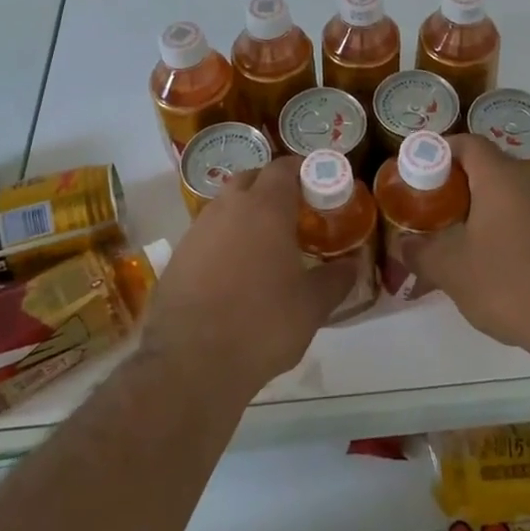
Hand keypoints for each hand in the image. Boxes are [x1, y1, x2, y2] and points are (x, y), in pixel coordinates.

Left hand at [140, 157, 353, 398]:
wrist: (190, 363)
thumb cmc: (262, 324)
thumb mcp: (312, 306)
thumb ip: (336, 279)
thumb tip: (352, 264)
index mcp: (265, 208)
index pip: (284, 167)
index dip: (302, 172)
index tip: (318, 188)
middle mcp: (228, 208)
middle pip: (251, 179)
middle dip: (271, 188)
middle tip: (293, 214)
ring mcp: (197, 230)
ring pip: (225, 205)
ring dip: (245, 214)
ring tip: (264, 245)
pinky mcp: (177, 256)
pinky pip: (207, 234)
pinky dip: (223, 240)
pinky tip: (234, 272)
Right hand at [410, 136, 529, 355]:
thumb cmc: (508, 282)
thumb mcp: (451, 269)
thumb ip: (420, 251)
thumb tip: (402, 244)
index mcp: (501, 176)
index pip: (467, 143)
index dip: (439, 151)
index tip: (418, 174)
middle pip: (488, 166)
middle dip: (457, 183)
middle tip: (432, 209)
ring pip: (509, 192)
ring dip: (482, 207)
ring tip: (459, 237)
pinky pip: (527, 213)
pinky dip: (505, 224)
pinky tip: (494, 259)